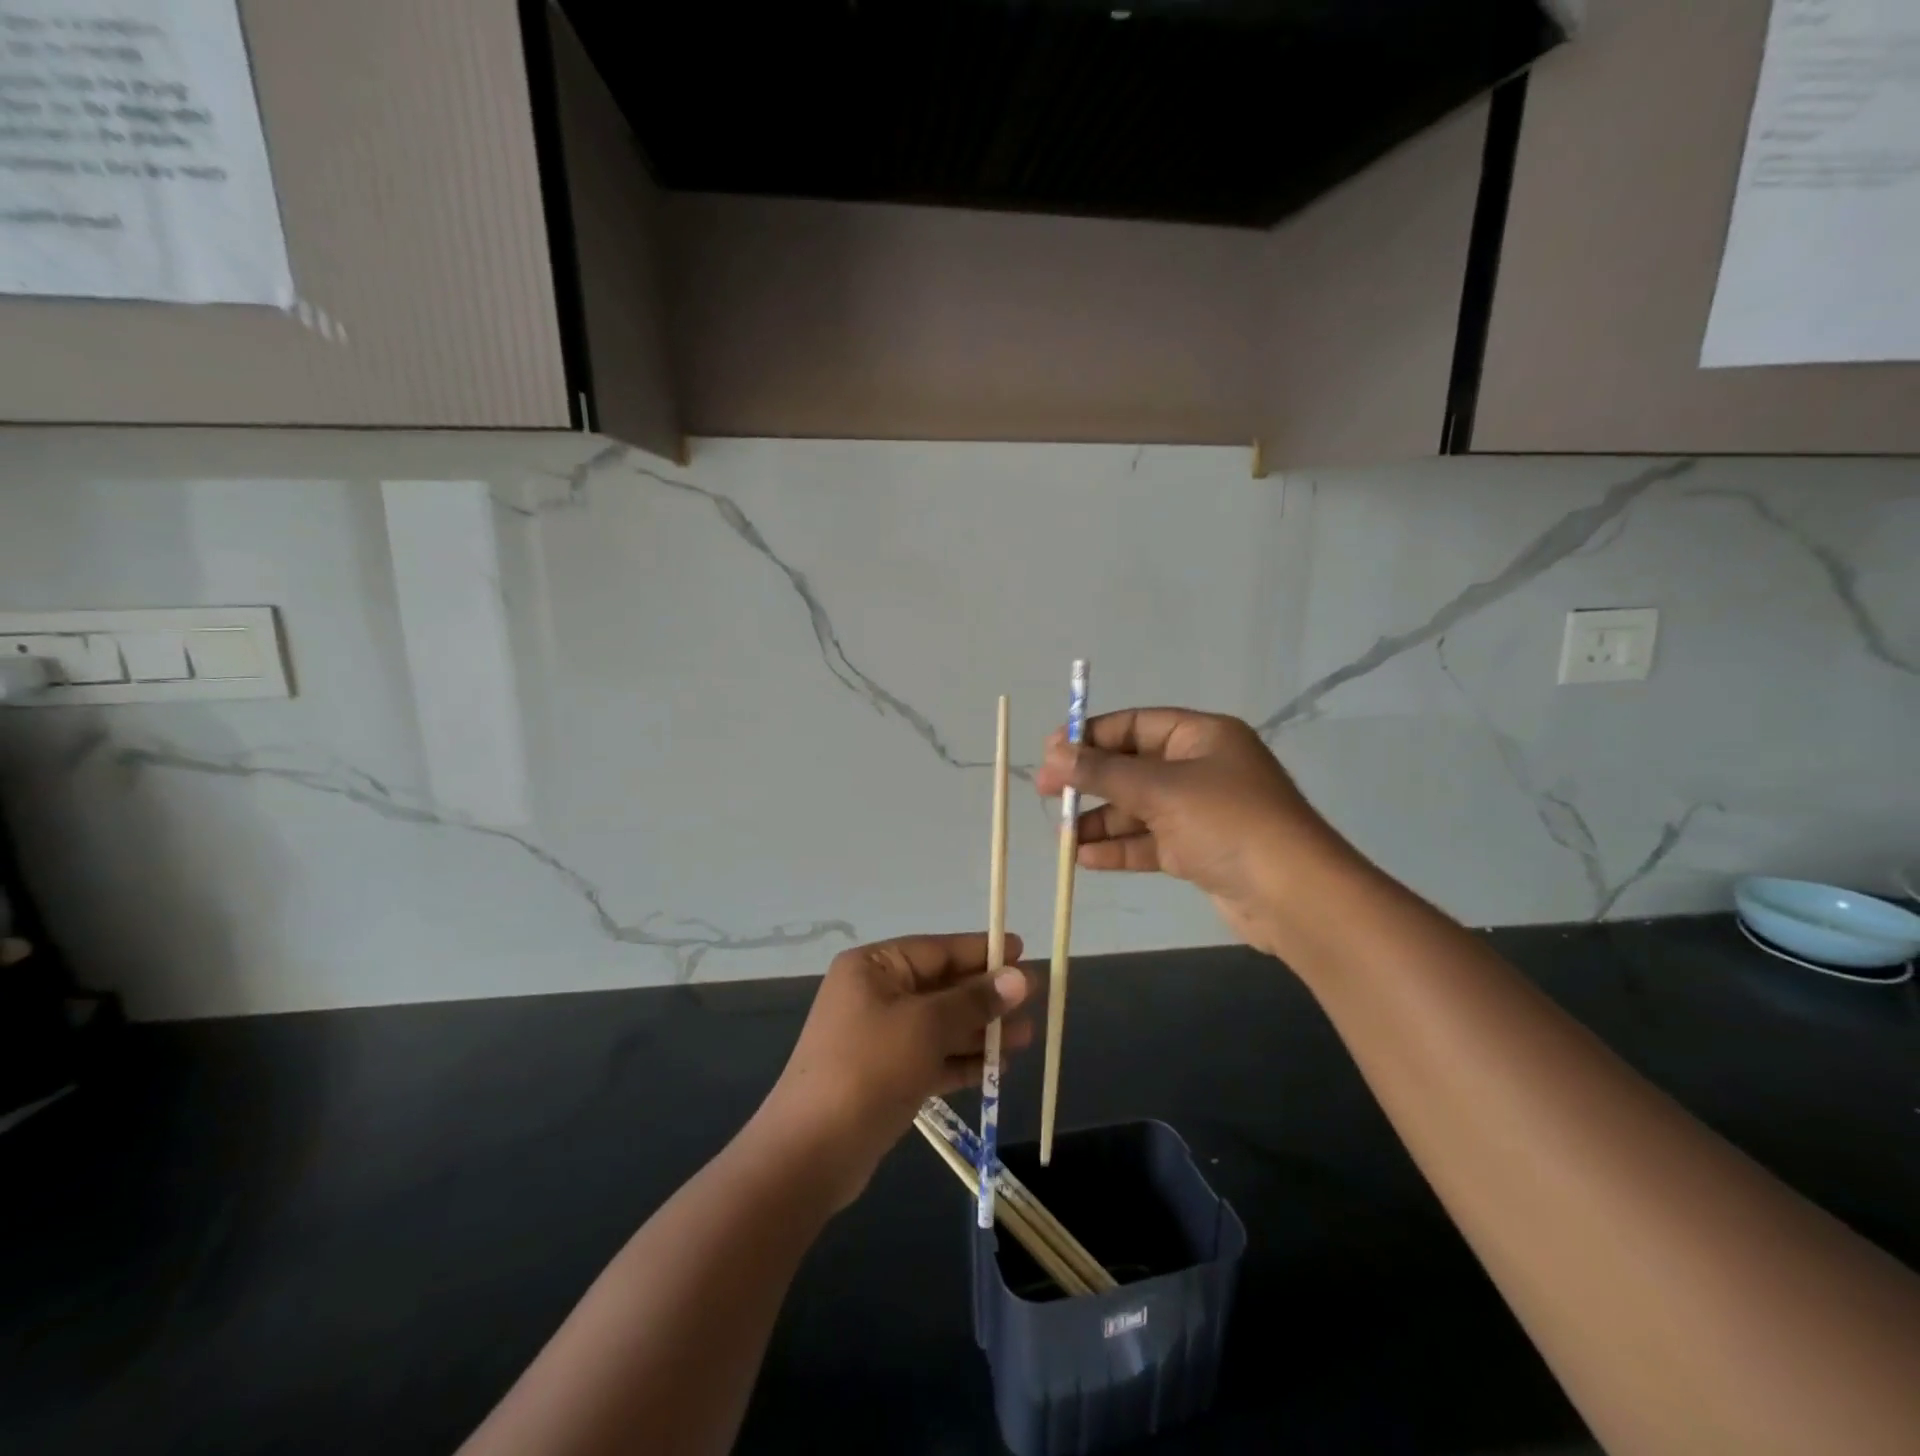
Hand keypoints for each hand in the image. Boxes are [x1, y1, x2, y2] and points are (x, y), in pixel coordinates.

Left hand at [760, 933, 1030, 1207]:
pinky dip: (962, 1060)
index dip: (980, 951)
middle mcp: (874, 995)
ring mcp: (879, 1038)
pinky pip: (932, 1057)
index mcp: (874, 967)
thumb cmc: (870, 1068)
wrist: (812, 1153)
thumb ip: (974, 1001)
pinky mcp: (886, 1076)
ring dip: (981, 1031)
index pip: (937, 949)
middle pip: (941, 987)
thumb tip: (1019, 977)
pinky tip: (998, 1068)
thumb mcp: (927, 1026)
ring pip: (940, 1025)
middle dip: (986, 997)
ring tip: (1026, 1038)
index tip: (1020, 950)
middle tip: (1032, 1001)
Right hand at [1034, 708, 1336, 954]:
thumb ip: (1102, 772)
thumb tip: (1052, 753)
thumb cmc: (1227, 822)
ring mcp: (1201, 812)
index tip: (1051, 752)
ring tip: (1062, 836)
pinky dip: (1119, 848)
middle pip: (1133, 767)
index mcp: (1201, 736)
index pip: (1136, 724)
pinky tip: (1085, 858)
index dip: (1091, 736)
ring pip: (1138, 808)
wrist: (1294, 896)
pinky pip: (1150, 841)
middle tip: (1047, 794)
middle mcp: (1201, 768)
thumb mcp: (1159, 789)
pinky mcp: (1199, 851)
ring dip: (1100, 820)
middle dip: (1090, 782)